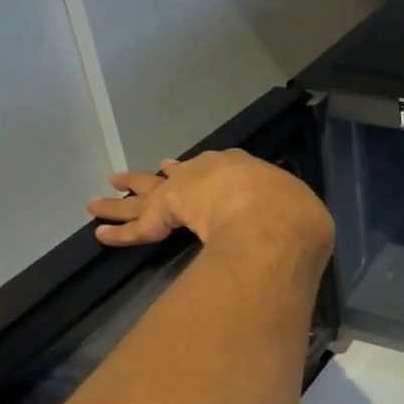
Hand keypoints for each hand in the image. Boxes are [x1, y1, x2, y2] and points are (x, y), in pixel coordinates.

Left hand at [87, 150, 332, 250]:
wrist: (276, 217)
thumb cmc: (291, 211)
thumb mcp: (295, 210)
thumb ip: (290, 216)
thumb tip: (307, 232)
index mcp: (243, 171)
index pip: (211, 170)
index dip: (192, 173)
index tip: (176, 170)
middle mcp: (209, 173)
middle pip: (172, 179)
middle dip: (151, 181)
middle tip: (127, 179)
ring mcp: (184, 191)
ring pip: (147, 200)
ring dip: (122, 203)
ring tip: (97, 201)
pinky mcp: (166, 214)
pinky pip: (139, 228)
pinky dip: (121, 232)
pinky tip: (100, 233)